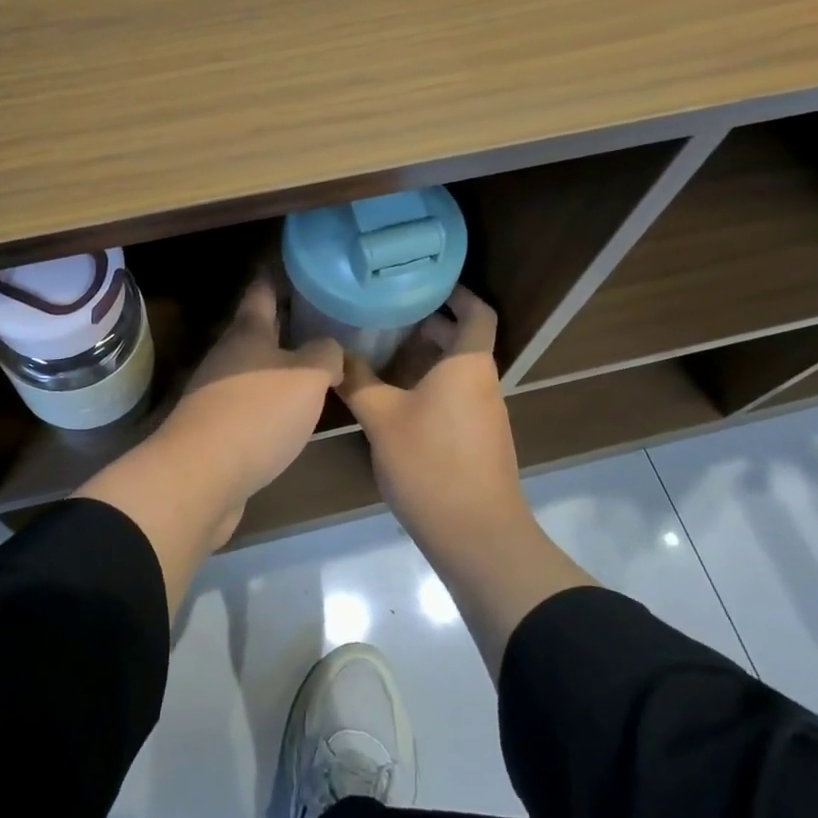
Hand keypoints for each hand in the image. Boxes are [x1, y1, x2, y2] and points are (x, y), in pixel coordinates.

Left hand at [159, 278, 343, 525]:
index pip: (262, 292)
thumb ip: (325, 354)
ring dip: (281, 368)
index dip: (277, 278)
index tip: (296, 267)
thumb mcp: (307, 375)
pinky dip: (273, 404)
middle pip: (258, 333)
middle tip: (323, 323)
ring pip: (255, 371)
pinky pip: (252, 406)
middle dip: (286, 327)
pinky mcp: (217, 431)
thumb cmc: (257, 414)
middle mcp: (228, 357)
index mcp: (247, 333)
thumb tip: (329, 351)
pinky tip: (295, 415)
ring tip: (317, 369)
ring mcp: (217, 394)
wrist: (201, 477)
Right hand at [337, 287, 527, 556]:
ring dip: (425, 357)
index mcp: (468, 365)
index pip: (477, 313)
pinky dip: (428, 385)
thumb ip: (358, 381)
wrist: (477, 536)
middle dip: (428, 324)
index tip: (427, 281)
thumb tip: (334, 356)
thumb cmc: (431, 463)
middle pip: (462, 340)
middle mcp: (482, 383)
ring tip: (382, 351)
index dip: (458, 293)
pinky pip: (454, 396)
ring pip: (456, 371)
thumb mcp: (382, 418)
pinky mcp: (477, 441)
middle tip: (388, 314)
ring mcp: (483, 414)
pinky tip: (394, 398)